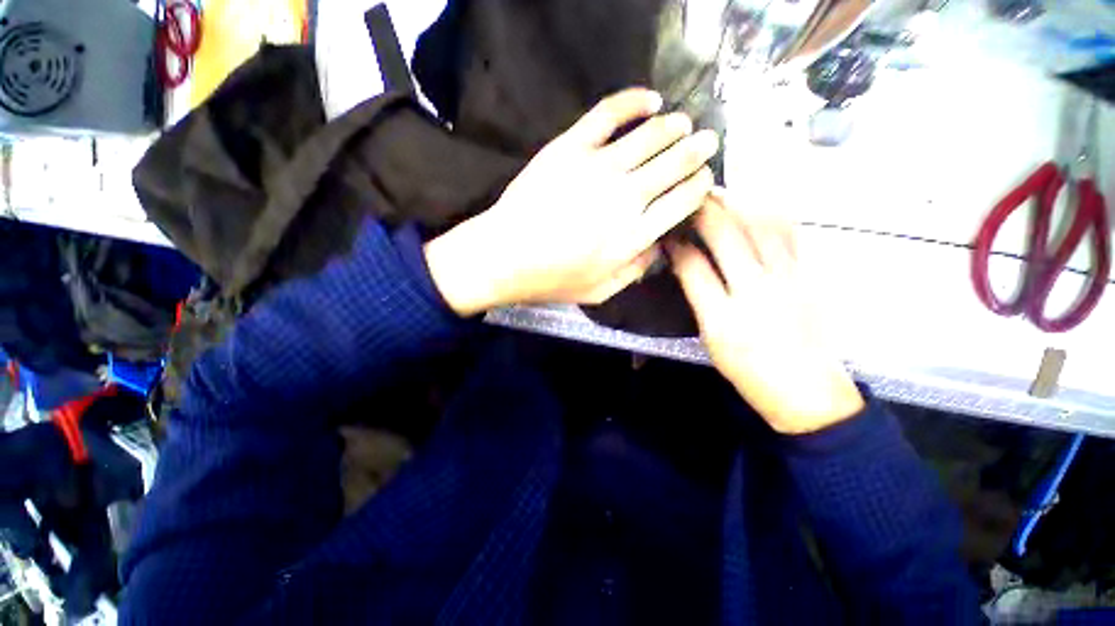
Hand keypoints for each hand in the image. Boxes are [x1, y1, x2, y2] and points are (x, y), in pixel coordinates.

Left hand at [425, 88, 717, 315]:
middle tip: (707, 143)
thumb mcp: (601, 291)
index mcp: (634, 235)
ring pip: (651, 135)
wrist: (504, 256)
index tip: (703, 179)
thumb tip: (661, 246)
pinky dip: (634, 101)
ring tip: (683, 123)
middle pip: (675, 163)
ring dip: (674, 127)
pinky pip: (609, 113)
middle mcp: (626, 197)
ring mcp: (598, 167)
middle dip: (698, 151)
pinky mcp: (571, 146)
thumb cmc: (552, 279)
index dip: (699, 186)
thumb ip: (636, 270)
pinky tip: (649, 99)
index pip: (683, 200)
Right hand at [667, 190, 863, 434]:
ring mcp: (787, 279)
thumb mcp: (710, 339)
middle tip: (691, 197)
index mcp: (722, 316)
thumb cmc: (748, 370)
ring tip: (721, 196)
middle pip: (727, 236)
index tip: (667, 232)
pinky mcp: (807, 276)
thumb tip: (685, 266)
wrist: (806, 389)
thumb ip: (698, 299)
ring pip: (761, 227)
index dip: (676, 244)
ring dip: (737, 205)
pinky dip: (769, 215)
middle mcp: (755, 291)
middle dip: (705, 211)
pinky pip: (788, 235)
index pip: (693, 266)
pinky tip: (757, 209)